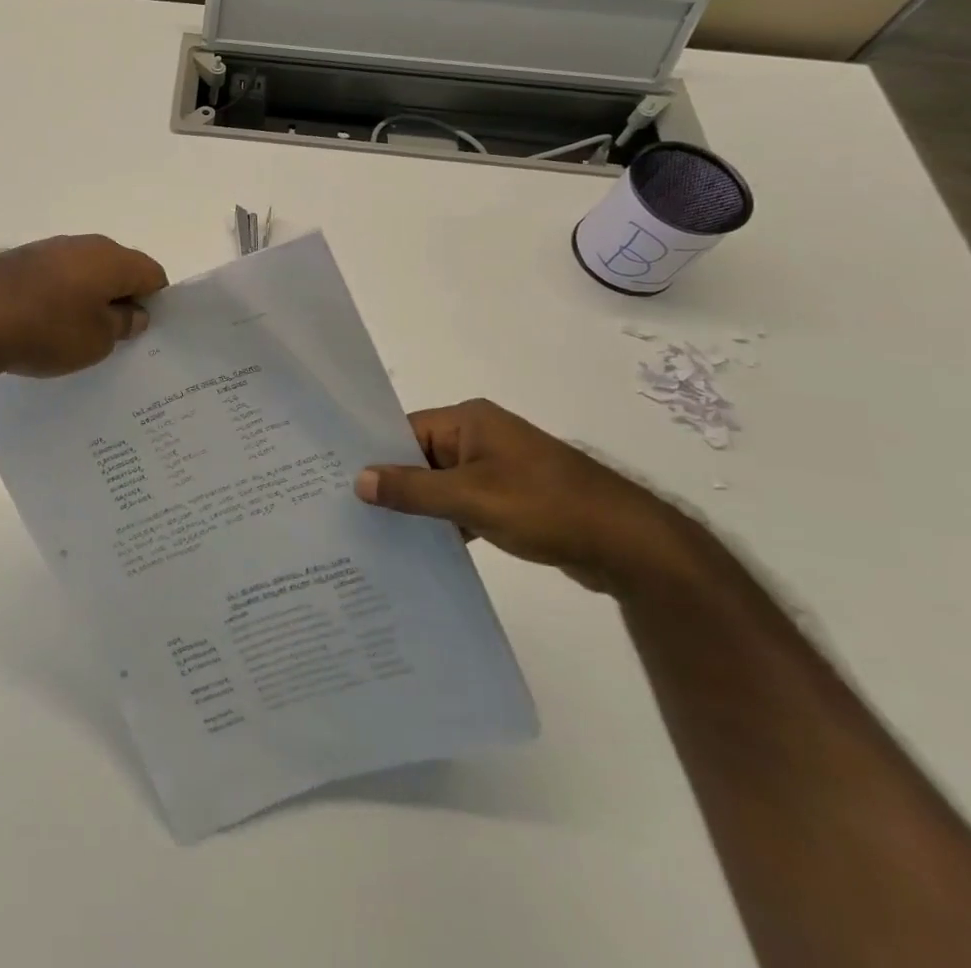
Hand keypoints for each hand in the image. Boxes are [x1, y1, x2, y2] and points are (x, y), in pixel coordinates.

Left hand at [0, 234, 168, 378]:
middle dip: (120, 300)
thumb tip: (133, 313)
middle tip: (113, 338)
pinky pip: (52, 280)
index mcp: (113, 258)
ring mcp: (47, 249)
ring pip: (82, 274)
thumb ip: (122, 324)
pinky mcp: (18, 261)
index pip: (153, 274)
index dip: (155, 303)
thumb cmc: (47, 328)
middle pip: (117, 271)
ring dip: (85, 300)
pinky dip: (55, 300)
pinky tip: (41, 328)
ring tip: (74, 337)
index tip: (142, 332)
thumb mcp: (97, 340)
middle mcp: (83, 245)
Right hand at [355, 399, 690, 594]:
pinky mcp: (512, 498)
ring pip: (442, 484)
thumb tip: (359, 480)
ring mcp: (498, 468)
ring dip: (420, 508)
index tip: (339, 482)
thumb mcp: (471, 498)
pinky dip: (447, 523)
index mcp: (469, 421)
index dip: (375, 455)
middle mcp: (480, 436)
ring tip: (377, 535)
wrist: (630, 545)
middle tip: (350, 513)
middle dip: (393, 485)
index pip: (406, 431)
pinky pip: (464, 504)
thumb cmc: (546, 506)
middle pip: (421, 457)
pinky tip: (422, 550)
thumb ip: (413, 489)